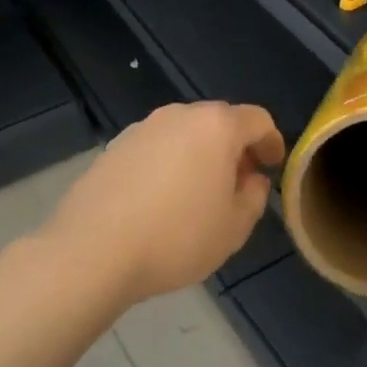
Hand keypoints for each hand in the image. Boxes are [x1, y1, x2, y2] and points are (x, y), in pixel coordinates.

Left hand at [46, 101, 285, 306]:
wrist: (94, 251)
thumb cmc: (177, 237)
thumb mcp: (234, 227)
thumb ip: (255, 196)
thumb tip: (252, 179)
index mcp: (217, 127)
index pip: (258, 120)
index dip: (271, 142)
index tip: (272, 167)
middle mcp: (179, 115)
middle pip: (219, 121)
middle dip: (235, 148)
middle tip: (239, 183)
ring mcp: (142, 129)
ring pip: (185, 134)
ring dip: (200, 155)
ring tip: (199, 194)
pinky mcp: (114, 148)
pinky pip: (156, 148)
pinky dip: (169, 164)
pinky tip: (162, 199)